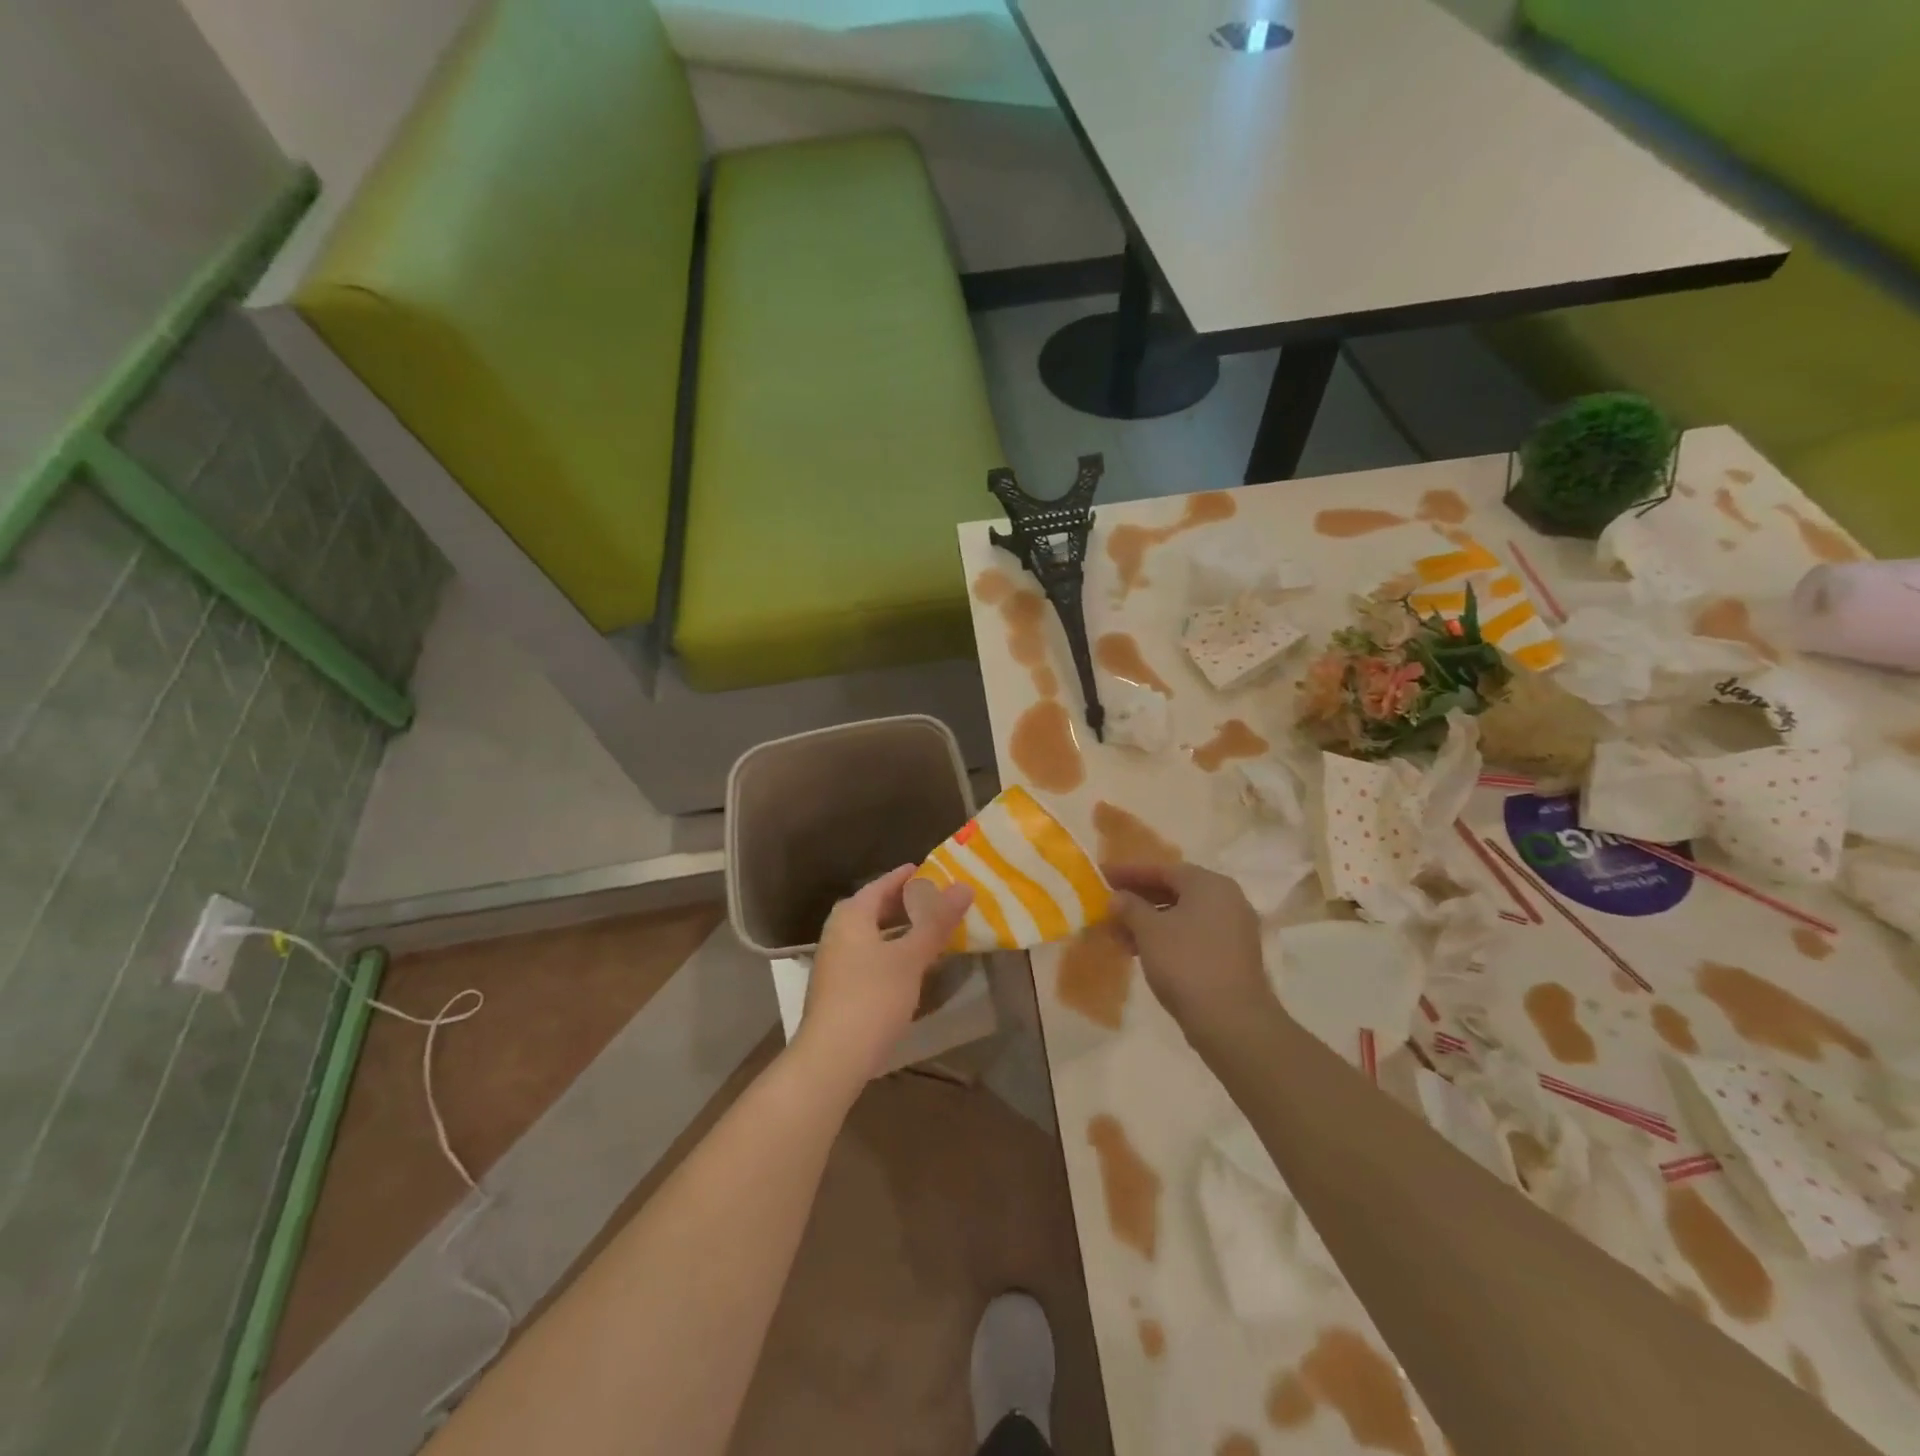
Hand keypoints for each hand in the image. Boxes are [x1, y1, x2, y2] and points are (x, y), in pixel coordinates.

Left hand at [795, 864, 972, 1087]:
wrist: (832, 1058)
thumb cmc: (872, 997)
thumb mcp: (910, 957)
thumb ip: (936, 921)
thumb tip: (963, 887)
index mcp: (851, 915)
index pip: (882, 884)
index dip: (907, 877)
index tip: (933, 870)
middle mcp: (838, 932)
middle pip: (874, 908)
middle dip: (904, 903)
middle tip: (937, 899)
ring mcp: (835, 962)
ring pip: (872, 934)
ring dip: (899, 930)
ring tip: (929, 930)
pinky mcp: (838, 989)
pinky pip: (869, 957)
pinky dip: (891, 952)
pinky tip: (910, 966)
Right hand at [1106, 863, 1270, 1039]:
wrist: (1231, 1020)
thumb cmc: (1186, 963)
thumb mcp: (1149, 931)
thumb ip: (1130, 907)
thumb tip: (1117, 897)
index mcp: (1209, 884)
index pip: (1162, 870)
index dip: (1129, 872)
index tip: (1102, 875)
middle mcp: (1227, 900)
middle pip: (1174, 891)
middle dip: (1139, 899)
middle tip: (1109, 905)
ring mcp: (1233, 929)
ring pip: (1183, 916)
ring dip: (1150, 922)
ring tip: (1119, 934)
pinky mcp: (1232, 956)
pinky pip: (1193, 935)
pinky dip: (1167, 938)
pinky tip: (1143, 952)